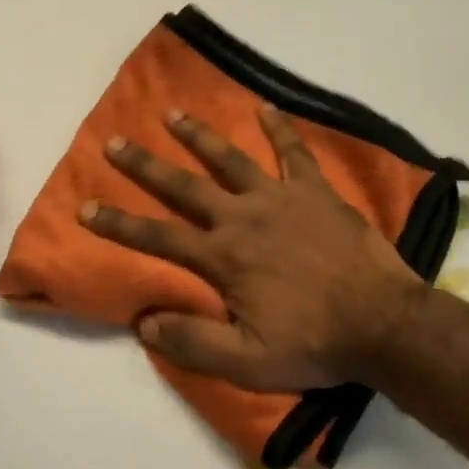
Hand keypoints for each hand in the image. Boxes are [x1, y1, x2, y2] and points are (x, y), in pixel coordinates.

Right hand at [79, 105, 428, 391]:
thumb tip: (143, 322)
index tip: (86, 208)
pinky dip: (279, 128)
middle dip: (145, 166)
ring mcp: (280, 199)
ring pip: (230, 159)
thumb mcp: (247, 361)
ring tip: (171, 113)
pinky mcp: (315, 192)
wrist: (383, 323)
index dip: (118, 224)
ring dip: (198, 136)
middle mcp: (242, 218)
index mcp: (223, 257)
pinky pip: (293, 153)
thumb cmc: (314, 343)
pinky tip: (264, 107)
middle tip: (114, 142)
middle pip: (184, 186)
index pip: (158, 237)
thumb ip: (193, 342)